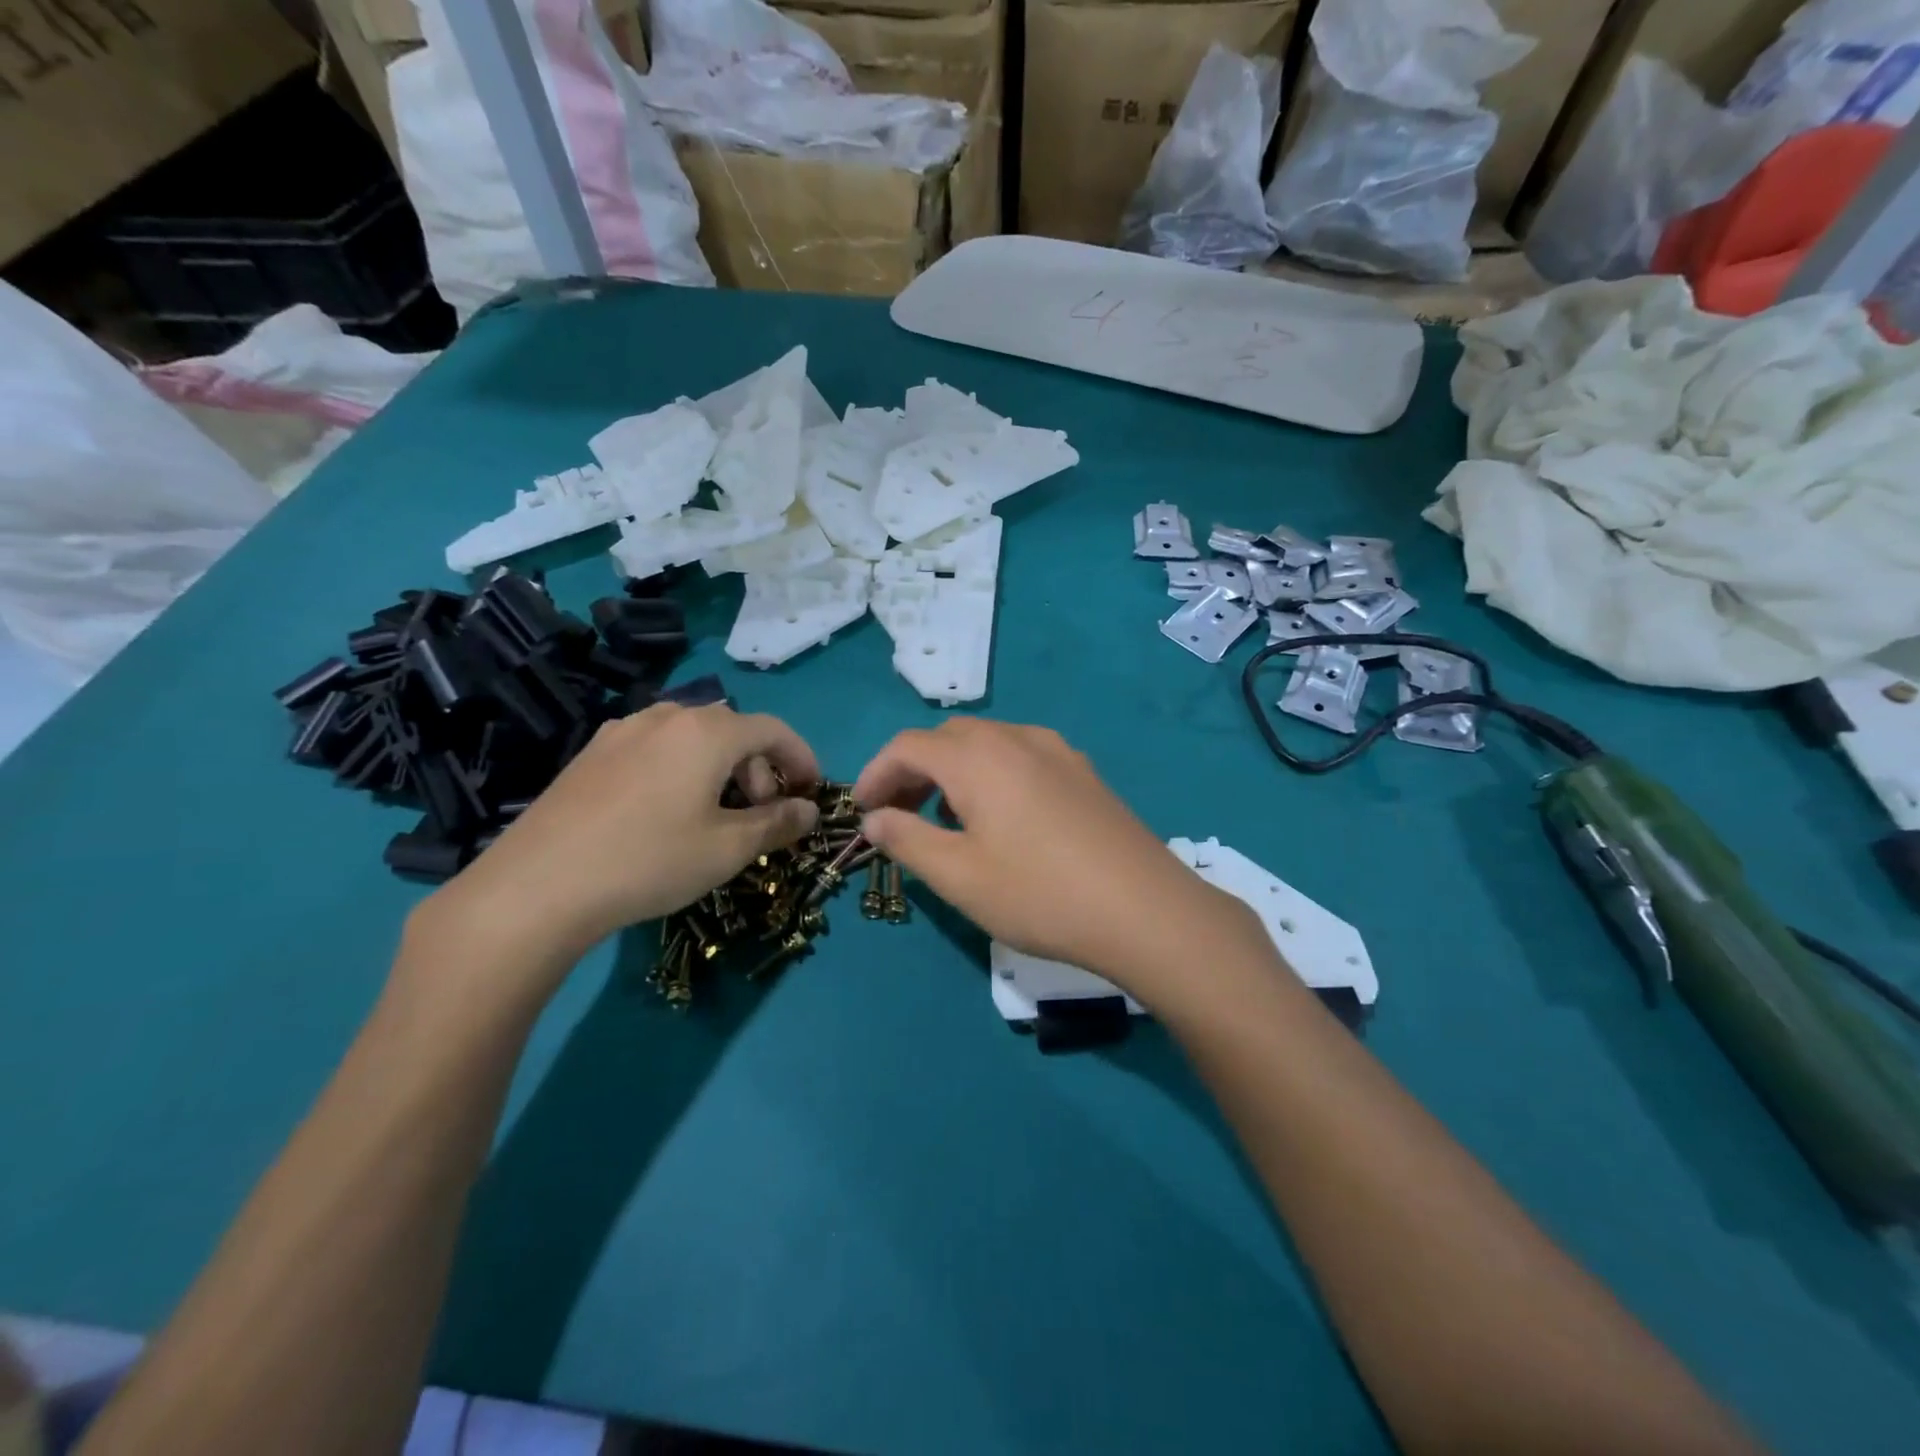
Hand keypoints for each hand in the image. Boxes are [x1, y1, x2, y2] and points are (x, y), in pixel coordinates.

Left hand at [415, 704, 819, 983]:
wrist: (537, 886)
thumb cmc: (650, 861)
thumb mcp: (728, 848)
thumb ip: (778, 823)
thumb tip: (809, 810)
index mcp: (708, 731)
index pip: (774, 730)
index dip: (802, 758)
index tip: (812, 792)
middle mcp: (667, 717)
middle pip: (733, 731)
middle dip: (761, 769)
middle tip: (763, 815)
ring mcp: (622, 731)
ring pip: (692, 738)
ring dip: (721, 768)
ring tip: (716, 813)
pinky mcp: (591, 753)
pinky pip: (655, 748)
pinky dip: (682, 769)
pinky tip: (666, 812)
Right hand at [854, 719, 1271, 1009]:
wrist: (1147, 910)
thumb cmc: (1040, 894)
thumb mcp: (959, 876)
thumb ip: (907, 840)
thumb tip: (875, 818)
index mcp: (977, 757)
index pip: (908, 746)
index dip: (875, 774)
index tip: (862, 812)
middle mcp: (1016, 738)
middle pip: (947, 738)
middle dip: (913, 770)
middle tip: (899, 815)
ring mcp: (1057, 751)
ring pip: (987, 744)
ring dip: (953, 771)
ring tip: (946, 819)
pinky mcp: (1084, 772)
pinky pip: (1021, 756)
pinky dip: (992, 774)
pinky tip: (1002, 818)